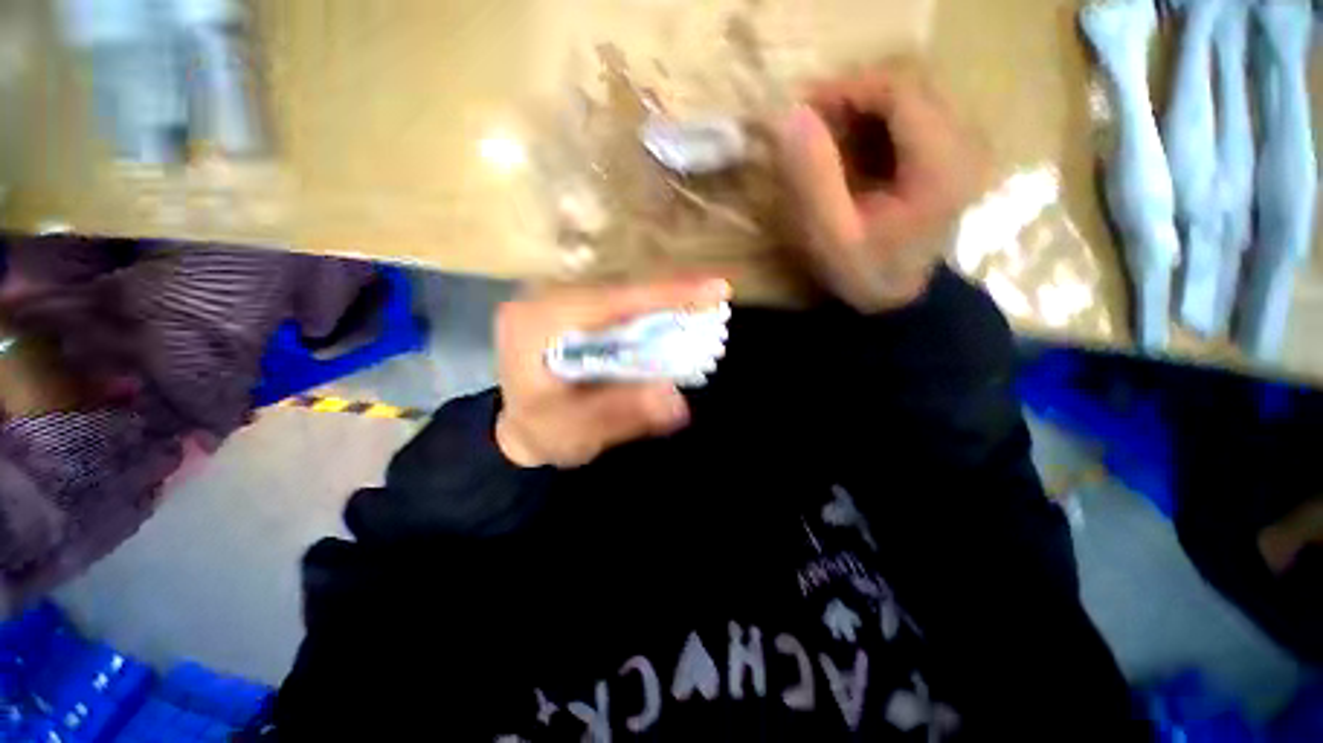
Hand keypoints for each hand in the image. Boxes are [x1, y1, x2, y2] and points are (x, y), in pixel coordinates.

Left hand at [494, 277, 730, 468]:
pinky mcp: (571, 310)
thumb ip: (621, 414)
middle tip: (717, 298)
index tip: (716, 288)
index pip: (612, 300)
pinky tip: (673, 317)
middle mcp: (545, 299)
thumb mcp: (576, 431)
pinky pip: (619, 305)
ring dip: (663, 302)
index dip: (667, 294)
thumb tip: (674, 399)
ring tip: (702, 306)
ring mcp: (557, 300)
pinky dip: (649, 311)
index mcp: (538, 323)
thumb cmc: (542, 433)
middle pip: (621, 291)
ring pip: (622, 294)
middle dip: (671, 296)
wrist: (520, 431)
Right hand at [774, 59, 985, 310]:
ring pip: (909, 98)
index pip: (901, 90)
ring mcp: (962, 146)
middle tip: (810, 129)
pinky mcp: (950, 153)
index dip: (848, 89)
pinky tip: (851, 153)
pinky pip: (911, 116)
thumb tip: (791, 116)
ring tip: (825, 143)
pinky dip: (874, 125)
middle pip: (908, 86)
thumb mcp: (830, 235)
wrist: (897, 297)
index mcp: (941, 164)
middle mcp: (965, 143)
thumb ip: (812, 177)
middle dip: (852, 99)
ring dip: (861, 112)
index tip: (803, 111)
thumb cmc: (863, 272)